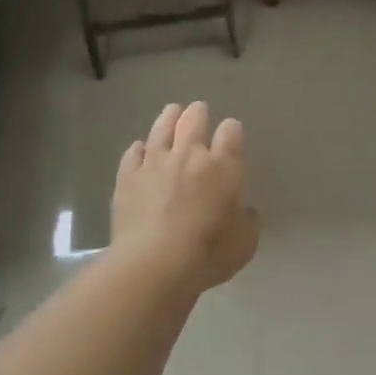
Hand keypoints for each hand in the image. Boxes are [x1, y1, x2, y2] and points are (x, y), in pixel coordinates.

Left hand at [111, 102, 260, 293]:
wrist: (154, 263)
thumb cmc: (208, 253)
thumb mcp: (245, 242)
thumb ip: (247, 221)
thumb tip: (245, 212)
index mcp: (223, 167)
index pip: (231, 133)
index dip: (231, 130)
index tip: (231, 132)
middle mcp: (189, 155)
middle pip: (194, 121)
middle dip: (198, 113)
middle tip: (199, 111)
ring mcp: (155, 163)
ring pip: (162, 128)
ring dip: (169, 117)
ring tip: (172, 112)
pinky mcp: (127, 177)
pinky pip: (133, 153)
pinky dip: (139, 148)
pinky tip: (140, 148)